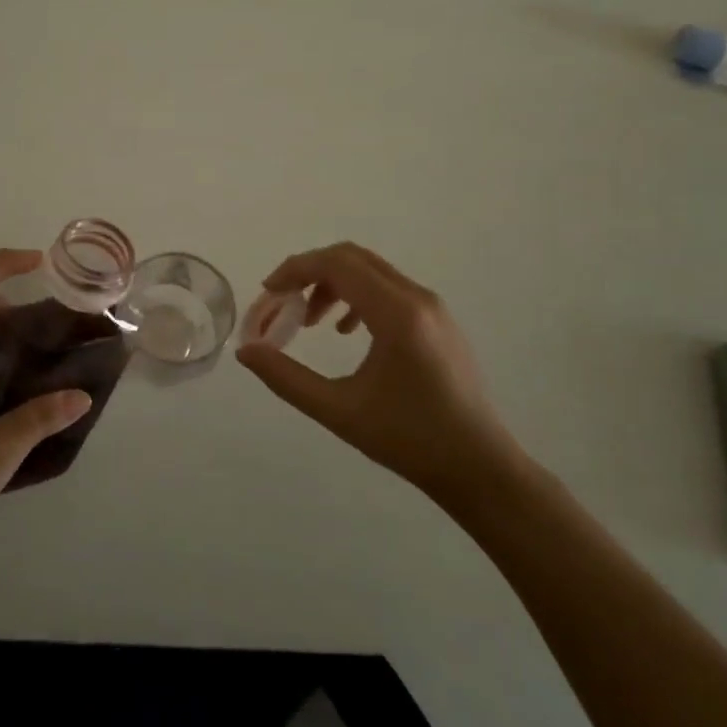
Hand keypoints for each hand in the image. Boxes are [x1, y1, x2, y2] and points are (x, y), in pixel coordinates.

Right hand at [236, 242, 530, 519]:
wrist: (480, 468)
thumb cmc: (409, 441)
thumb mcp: (339, 412)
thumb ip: (286, 378)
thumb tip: (246, 352)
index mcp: (397, 315)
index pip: (337, 264)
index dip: (295, 270)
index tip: (268, 293)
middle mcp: (417, 298)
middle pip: (352, 257)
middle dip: (310, 272)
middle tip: (282, 302)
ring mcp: (432, 306)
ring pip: (370, 270)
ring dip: (332, 283)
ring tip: (311, 321)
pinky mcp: (438, 319)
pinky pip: (388, 287)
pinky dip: (357, 294)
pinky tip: (346, 330)